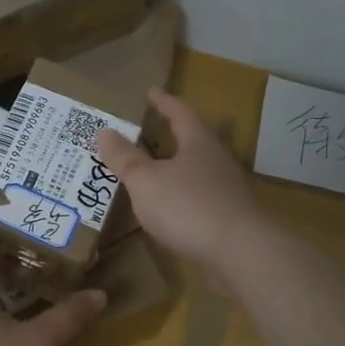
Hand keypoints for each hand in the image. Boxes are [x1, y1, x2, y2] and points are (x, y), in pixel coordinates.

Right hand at [96, 88, 265, 279]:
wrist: (241, 253)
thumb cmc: (188, 207)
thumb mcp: (146, 181)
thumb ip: (124, 158)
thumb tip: (103, 131)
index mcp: (198, 143)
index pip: (180, 113)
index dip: (164, 102)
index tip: (152, 92)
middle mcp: (217, 161)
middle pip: (194, 141)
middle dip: (172, 136)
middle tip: (149, 131)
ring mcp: (227, 191)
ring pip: (197, 172)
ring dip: (177, 169)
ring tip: (154, 172)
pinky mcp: (230, 219)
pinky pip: (200, 200)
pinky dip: (182, 198)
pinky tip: (169, 211)